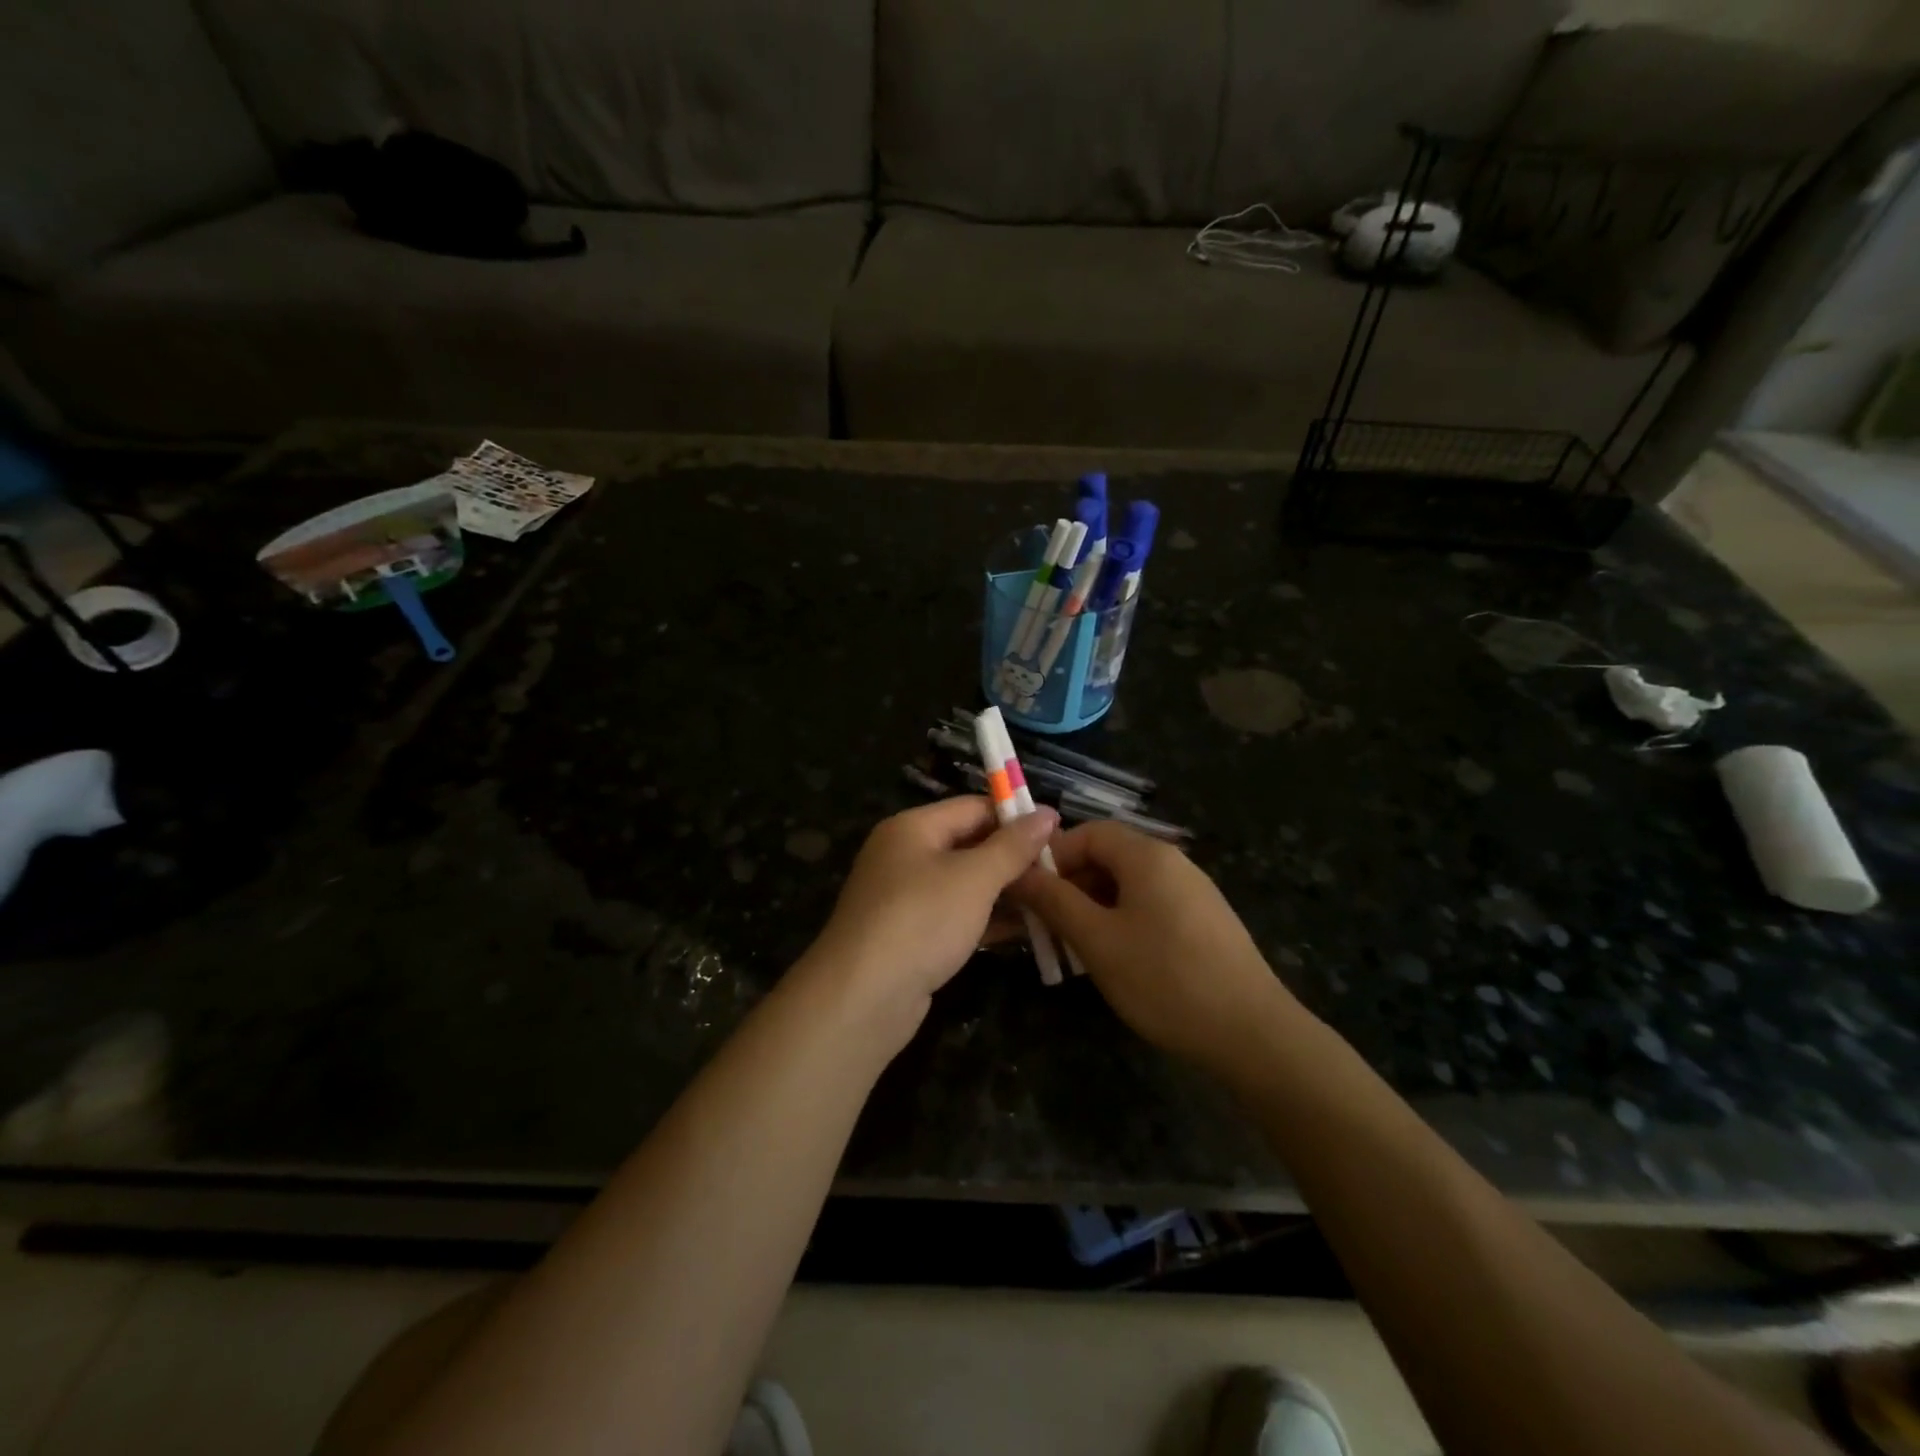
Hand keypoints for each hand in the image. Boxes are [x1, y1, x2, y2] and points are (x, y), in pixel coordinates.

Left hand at [801, 797, 1057, 1035]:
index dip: (1016, 816)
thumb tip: (1048, 813)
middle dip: (1014, 857)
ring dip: (1006, 891)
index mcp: (913, 828)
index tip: (1059, 832)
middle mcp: (905, 856)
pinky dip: (987, 919)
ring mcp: (905, 898)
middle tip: (1062, 870)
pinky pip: (956, 916)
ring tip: (1054, 899)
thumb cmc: (921, 920)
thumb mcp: (974, 877)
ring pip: (965, 884)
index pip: (973, 808)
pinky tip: (1026, 929)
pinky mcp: (910, 936)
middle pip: (969, 845)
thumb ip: (1013, 846)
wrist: (862, 998)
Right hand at [1010, 822, 1304, 1072]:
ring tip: (1073, 948)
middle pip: (1108, 857)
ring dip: (1092, 907)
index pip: (1088, 831)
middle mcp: (1173, 862)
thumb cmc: (1165, 978)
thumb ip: (1054, 901)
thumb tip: (1018, 873)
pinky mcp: (1204, 922)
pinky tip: (1114, 960)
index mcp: (1147, 855)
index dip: (1053, 855)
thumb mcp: (1097, 940)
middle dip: (1070, 885)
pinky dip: (1121, 921)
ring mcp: (1193, 892)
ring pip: (1127, 886)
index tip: (1029, 892)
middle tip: (1045, 925)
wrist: (1252, 1033)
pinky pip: (1150, 907)